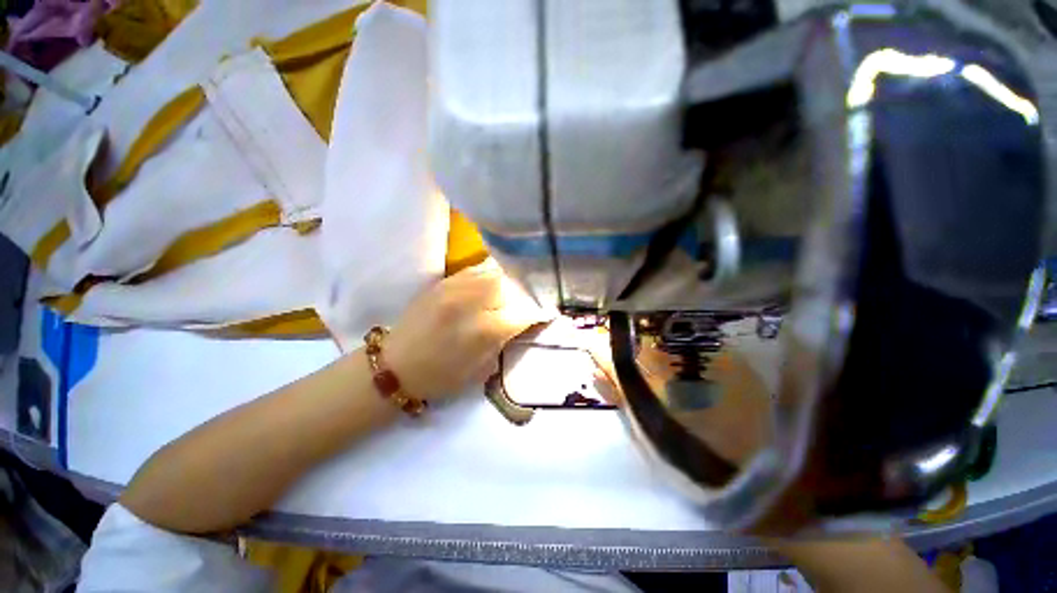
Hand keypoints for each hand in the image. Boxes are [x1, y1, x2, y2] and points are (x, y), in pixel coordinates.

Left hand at [386, 261, 551, 399]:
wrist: (394, 366)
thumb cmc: (440, 377)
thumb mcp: (481, 369)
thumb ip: (503, 341)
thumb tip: (521, 322)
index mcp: (484, 330)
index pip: (523, 312)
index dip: (537, 312)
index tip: (544, 314)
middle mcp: (472, 302)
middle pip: (510, 285)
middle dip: (522, 293)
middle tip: (524, 301)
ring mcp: (455, 287)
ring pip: (493, 272)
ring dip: (506, 282)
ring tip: (510, 291)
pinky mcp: (443, 282)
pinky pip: (475, 270)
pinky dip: (488, 275)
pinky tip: (489, 284)